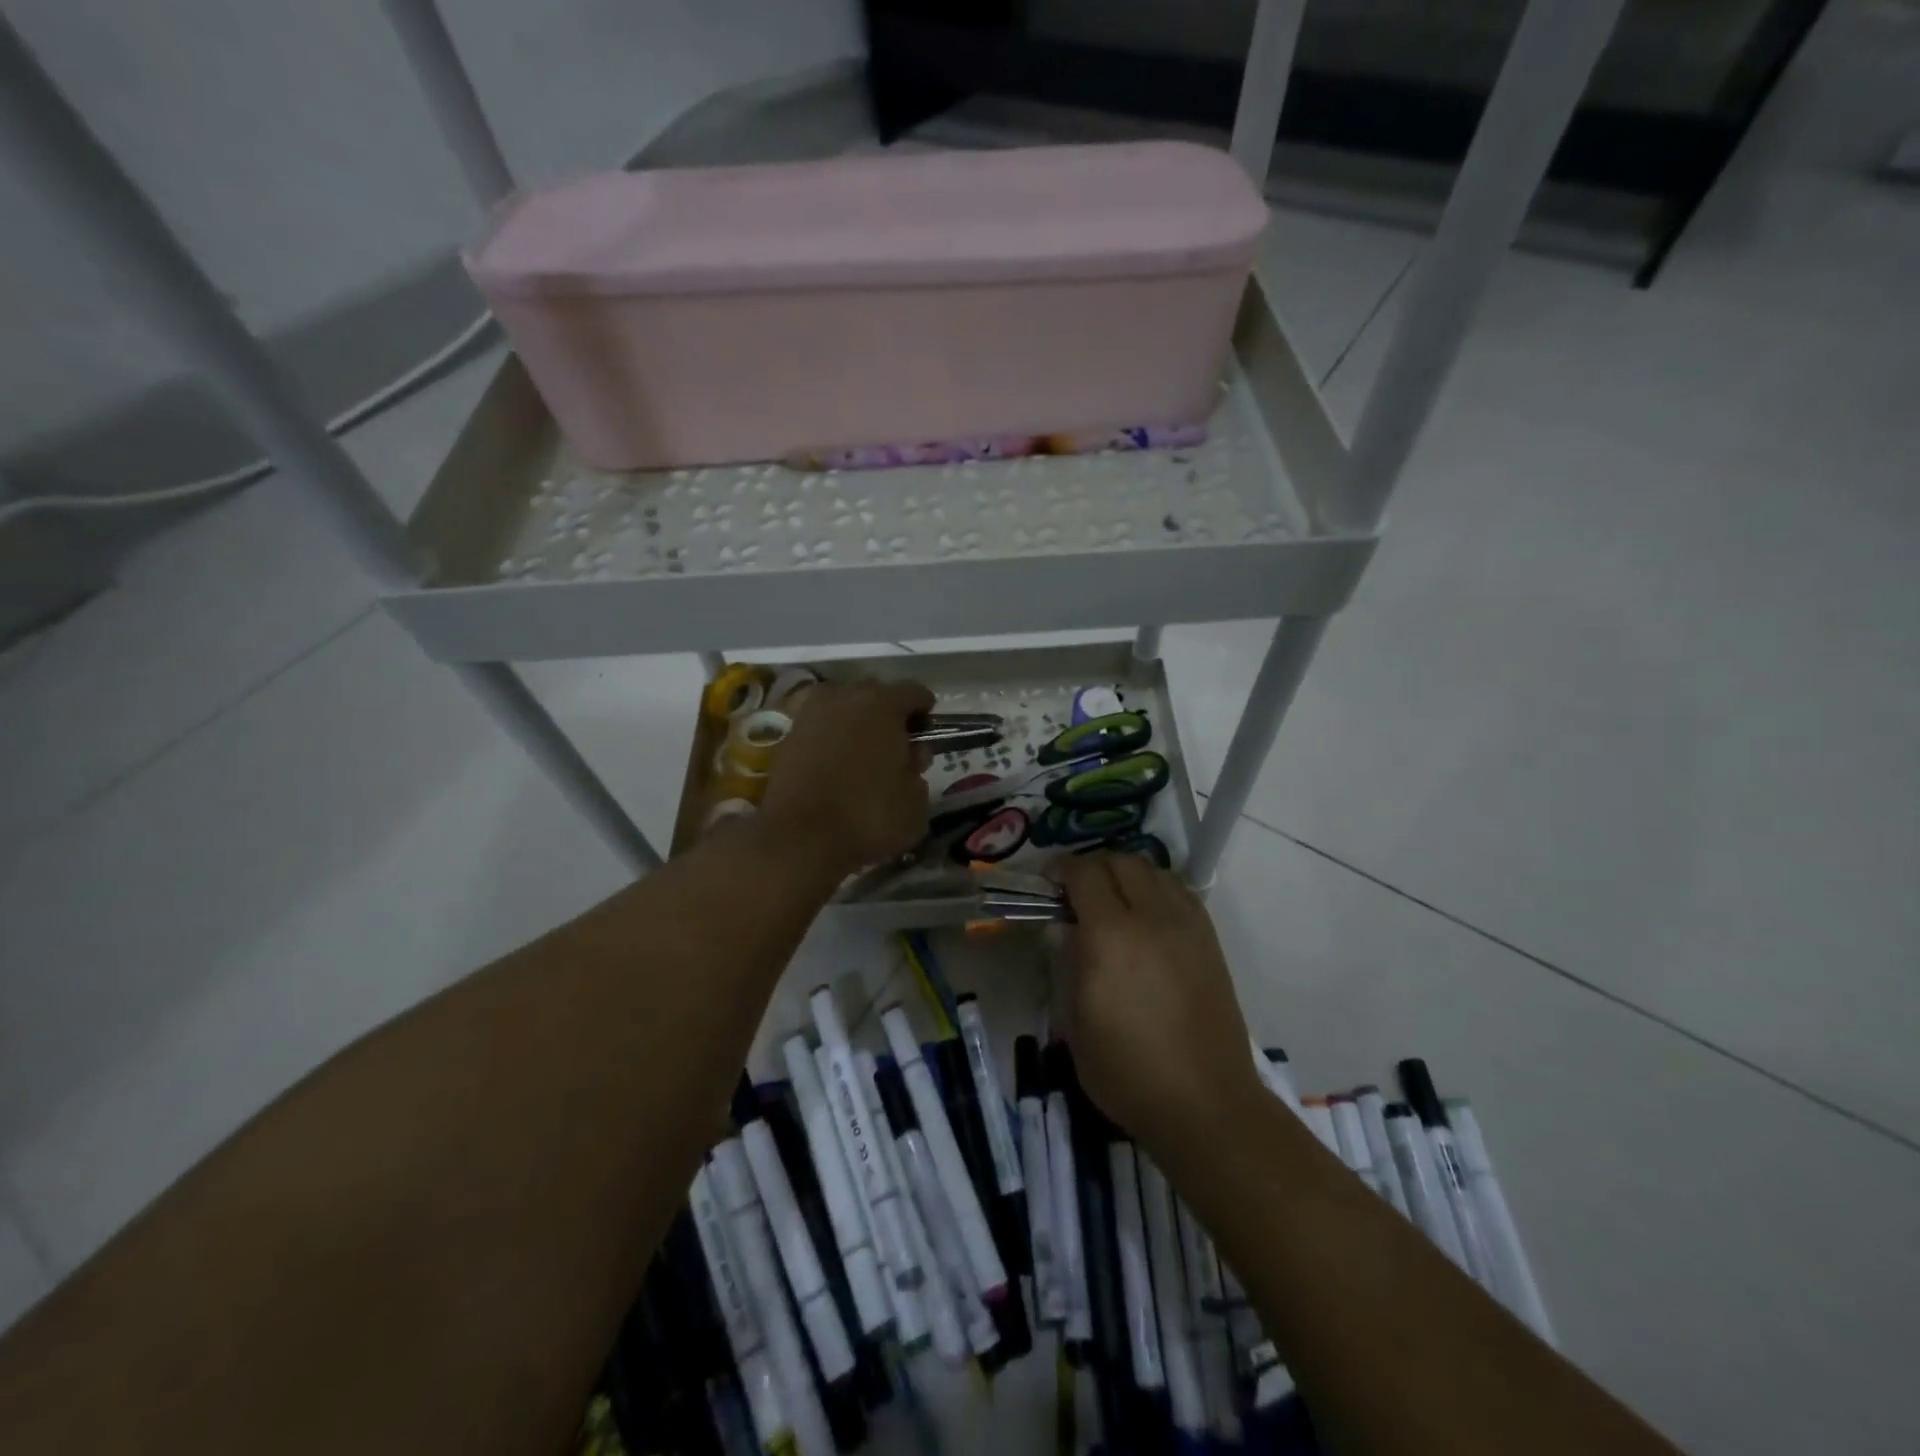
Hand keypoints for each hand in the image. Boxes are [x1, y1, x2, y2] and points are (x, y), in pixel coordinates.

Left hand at [759, 679, 934, 876]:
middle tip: (896, 746)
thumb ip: (918, 772)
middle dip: (888, 715)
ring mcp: (810, 714)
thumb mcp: (915, 803)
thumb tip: (909, 760)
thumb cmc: (868, 816)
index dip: (924, 711)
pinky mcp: (787, 737)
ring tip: (864, 756)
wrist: (798, 838)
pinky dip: (831, 740)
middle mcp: (844, 697)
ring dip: (856, 725)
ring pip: (843, 708)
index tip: (927, 731)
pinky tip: (838, 766)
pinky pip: (820, 729)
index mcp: (883, 703)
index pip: (914, 692)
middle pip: (875, 694)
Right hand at [1051, 852, 1266, 1153]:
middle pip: (1121, 862)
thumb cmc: (1127, 1071)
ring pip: (1153, 870)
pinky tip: (1146, 915)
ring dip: (1126, 873)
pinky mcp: (1210, 940)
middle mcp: (1152, 917)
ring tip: (1111, 899)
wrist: (1205, 1103)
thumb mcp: (1074, 1022)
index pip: (1084, 874)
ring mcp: (1187, 925)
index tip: (1046, 880)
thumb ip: (1066, 963)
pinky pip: (1179, 892)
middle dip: (1092, 866)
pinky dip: (1156, 889)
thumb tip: (1063, 928)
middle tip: (1075, 889)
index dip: (1060, 868)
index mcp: (1110, 935)